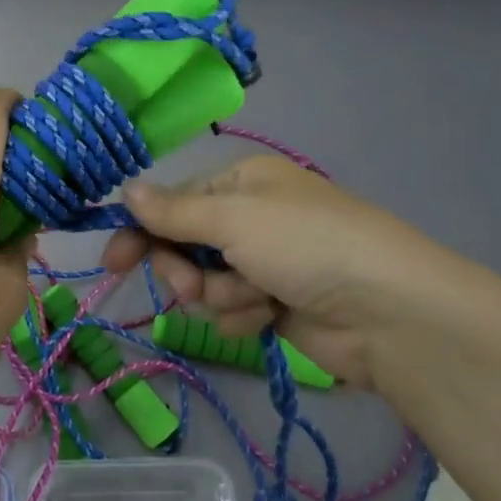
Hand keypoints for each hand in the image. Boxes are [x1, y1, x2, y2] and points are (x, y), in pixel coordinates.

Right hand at [105, 156, 500, 393]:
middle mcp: (249, 218)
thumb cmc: (307, 245)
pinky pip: (230, 311)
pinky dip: (243, 317)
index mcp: (241, 182)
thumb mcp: (234, 218)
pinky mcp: (274, 304)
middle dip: (186, 271)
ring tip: (256, 300)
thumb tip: (126, 190)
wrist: (388, 312)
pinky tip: (269, 318)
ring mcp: (262, 263)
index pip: (172, 203)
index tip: (113, 263)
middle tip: (195, 287)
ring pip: (203, 285)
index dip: (141, 231)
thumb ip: (174, 211)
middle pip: (182, 246)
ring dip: (220, 297)